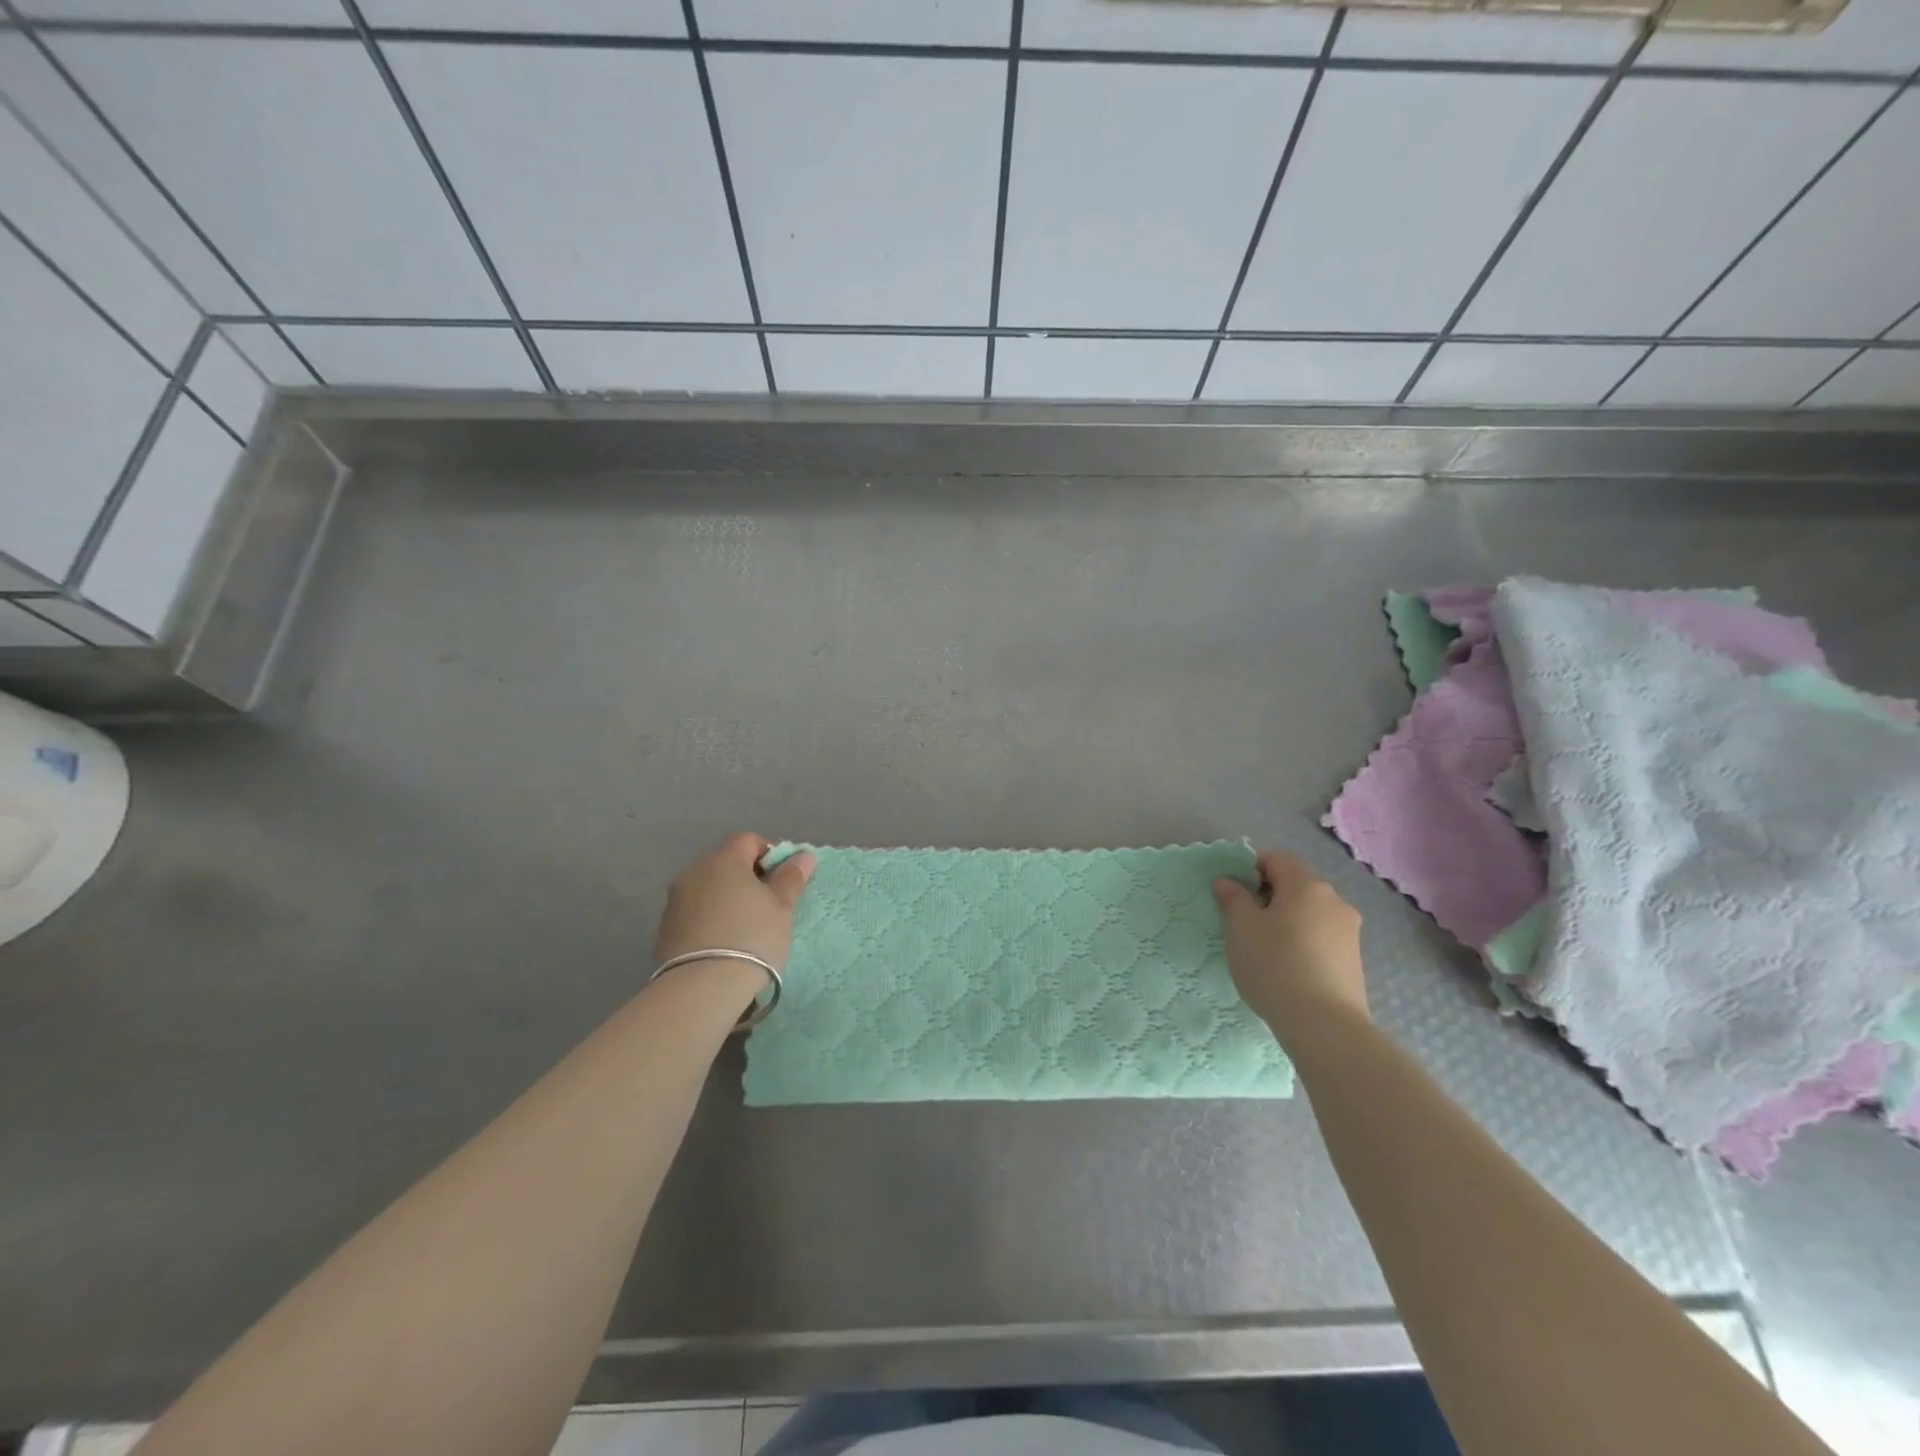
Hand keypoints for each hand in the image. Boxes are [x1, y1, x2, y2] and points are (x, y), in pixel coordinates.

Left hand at [654, 834, 815, 971]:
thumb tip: (804, 855)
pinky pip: (694, 913)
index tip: (783, 880)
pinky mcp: (664, 929)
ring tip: (744, 928)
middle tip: (768, 906)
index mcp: (724, 860)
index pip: (749, 840)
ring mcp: (675, 901)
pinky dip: (710, 920)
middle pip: (726, 864)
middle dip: (747, 878)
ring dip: (726, 899)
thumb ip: (791, 877)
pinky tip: (723, 944)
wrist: (702, 987)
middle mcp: (694, 872)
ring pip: (708, 889)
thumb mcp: (782, 907)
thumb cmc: (752, 937)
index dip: (770, 854)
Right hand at [1214, 849, 1367, 1035]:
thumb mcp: (1241, 928)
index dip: (1251, 867)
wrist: (1324, 1025)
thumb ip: (1233, 898)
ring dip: (1286, 919)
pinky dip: (1302, 940)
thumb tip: (1228, 881)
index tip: (1233, 891)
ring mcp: (1349, 931)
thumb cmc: (1275, 965)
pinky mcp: (1354, 959)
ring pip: (1309, 911)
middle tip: (1243, 920)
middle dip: (1268, 894)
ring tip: (1264, 947)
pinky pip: (1321, 936)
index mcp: (1306, 885)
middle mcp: (1334, 900)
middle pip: (1296, 884)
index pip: (1277, 858)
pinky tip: (1287, 966)